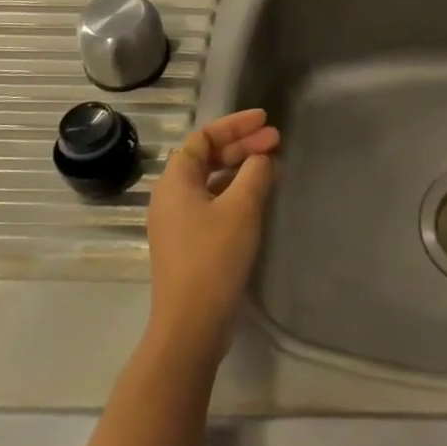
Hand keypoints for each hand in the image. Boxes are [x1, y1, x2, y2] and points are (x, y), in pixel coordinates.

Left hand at [143, 108, 281, 370]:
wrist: (191, 324)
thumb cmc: (214, 257)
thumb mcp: (241, 208)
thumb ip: (255, 173)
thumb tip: (262, 157)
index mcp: (175, 181)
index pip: (204, 137)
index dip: (235, 124)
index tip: (265, 120)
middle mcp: (170, 196)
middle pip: (206, 157)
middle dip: (242, 146)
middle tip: (276, 141)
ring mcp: (177, 222)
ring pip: (210, 181)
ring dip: (240, 168)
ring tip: (271, 165)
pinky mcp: (187, 244)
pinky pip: (212, 203)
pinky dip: (235, 192)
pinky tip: (258, 197)